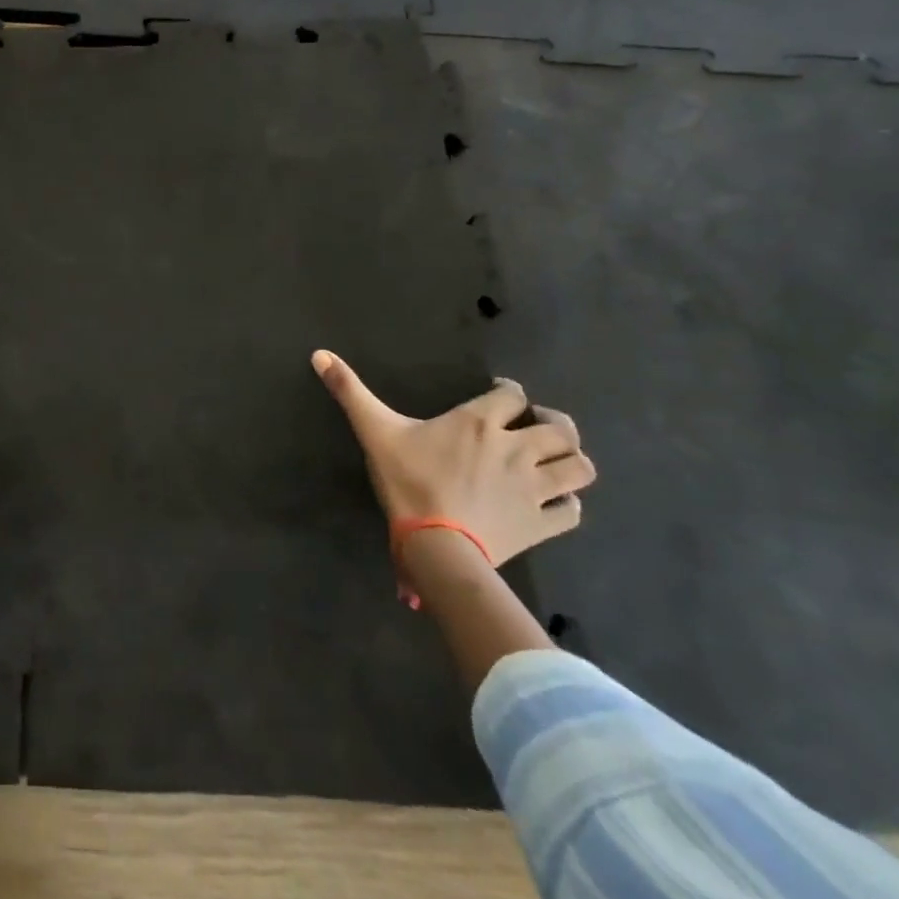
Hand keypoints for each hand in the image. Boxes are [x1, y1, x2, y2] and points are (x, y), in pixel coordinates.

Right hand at [310, 352, 594, 567]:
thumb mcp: (373, 431)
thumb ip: (349, 391)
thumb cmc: (407, 481)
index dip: (510, 391)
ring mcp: (535, 489)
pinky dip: (568, 503)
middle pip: (561, 428)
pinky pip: (572, 511)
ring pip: (579, 468)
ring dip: (570, 460)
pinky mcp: (542, 524)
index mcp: (479, 422)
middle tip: (535, 426)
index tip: (500, 394)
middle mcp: (516, 449)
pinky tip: (553, 502)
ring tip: (553, 460)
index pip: (512, 394)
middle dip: (554, 423)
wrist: (435, 545)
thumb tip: (318, 354)